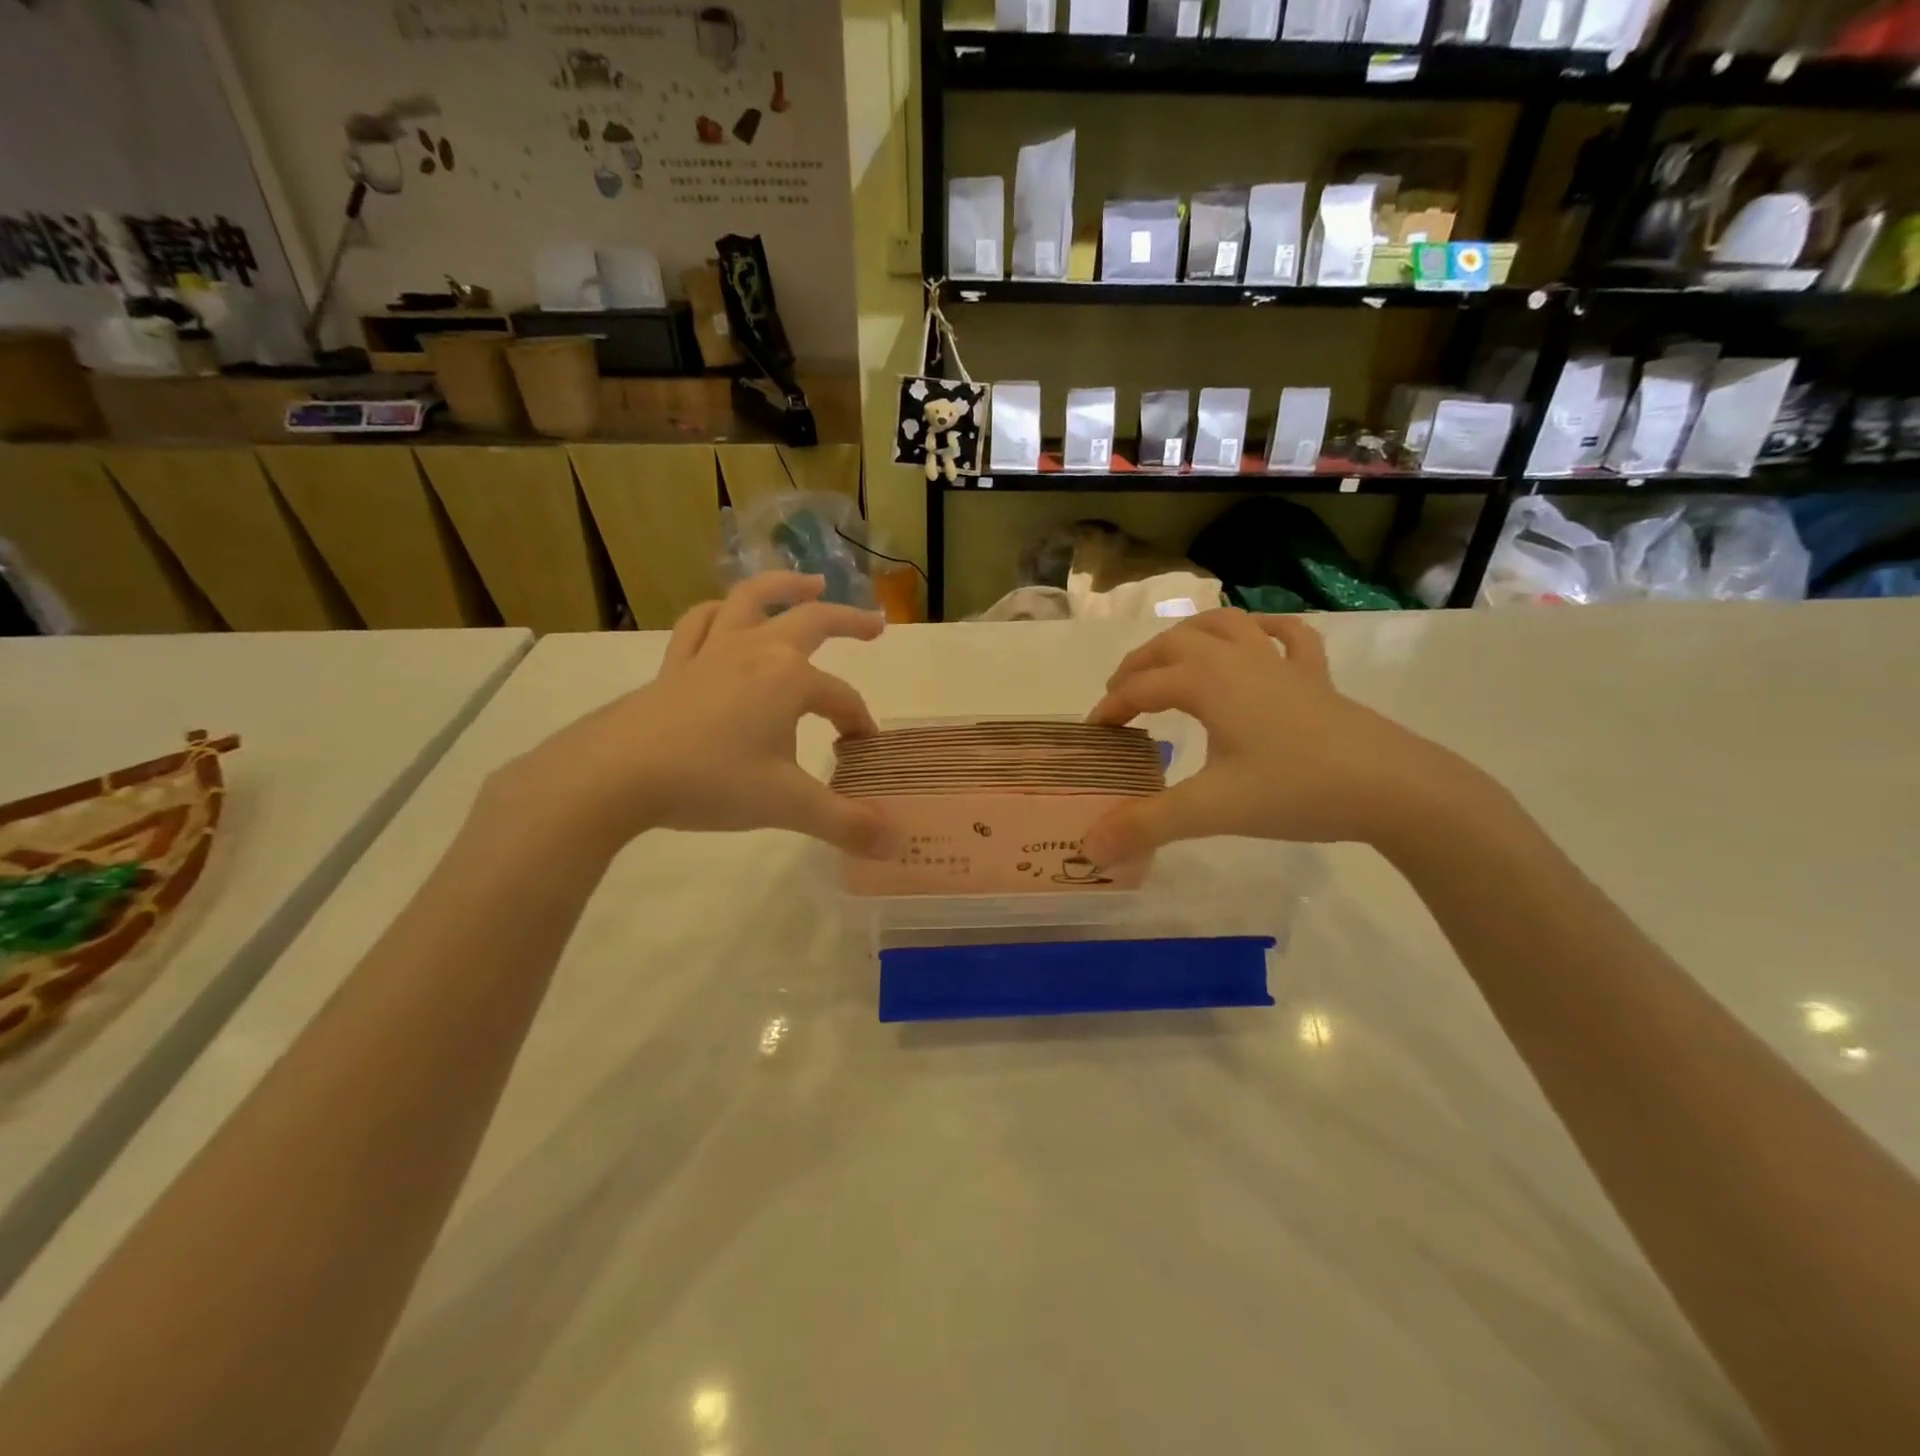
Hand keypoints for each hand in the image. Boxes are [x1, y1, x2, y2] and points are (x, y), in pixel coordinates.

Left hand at [497, 573, 896, 857]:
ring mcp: (711, 651)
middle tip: (876, 626)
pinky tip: (727, 616)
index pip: (842, 699)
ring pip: (751, 601)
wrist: (616, 774)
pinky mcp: (676, 664)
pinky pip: (701, 624)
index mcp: (790, 679)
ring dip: (784, 588)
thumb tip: (895, 844)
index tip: (862, 754)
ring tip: (809, 583)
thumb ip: (845, 823)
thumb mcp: (786, 806)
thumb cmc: (710, 781)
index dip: (859, 725)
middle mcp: (756, 651)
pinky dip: (720, 613)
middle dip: (849, 621)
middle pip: (812, 621)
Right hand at [1082, 609, 1473, 862]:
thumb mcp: (1212, 810)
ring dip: (1189, 636)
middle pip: (1173, 645)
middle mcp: (1237, 659)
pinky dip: (1264, 630)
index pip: (1141, 687)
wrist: (1393, 788)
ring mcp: (1280, 663)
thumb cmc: (1295, 790)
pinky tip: (1257, 638)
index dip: (1111, 708)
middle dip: (1139, 666)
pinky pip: (1287, 636)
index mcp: (1207, 681)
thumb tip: (1089, 848)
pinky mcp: (1316, 678)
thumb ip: (1147, 825)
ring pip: (1224, 626)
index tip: (1094, 734)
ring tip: (1170, 658)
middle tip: (1120, 695)